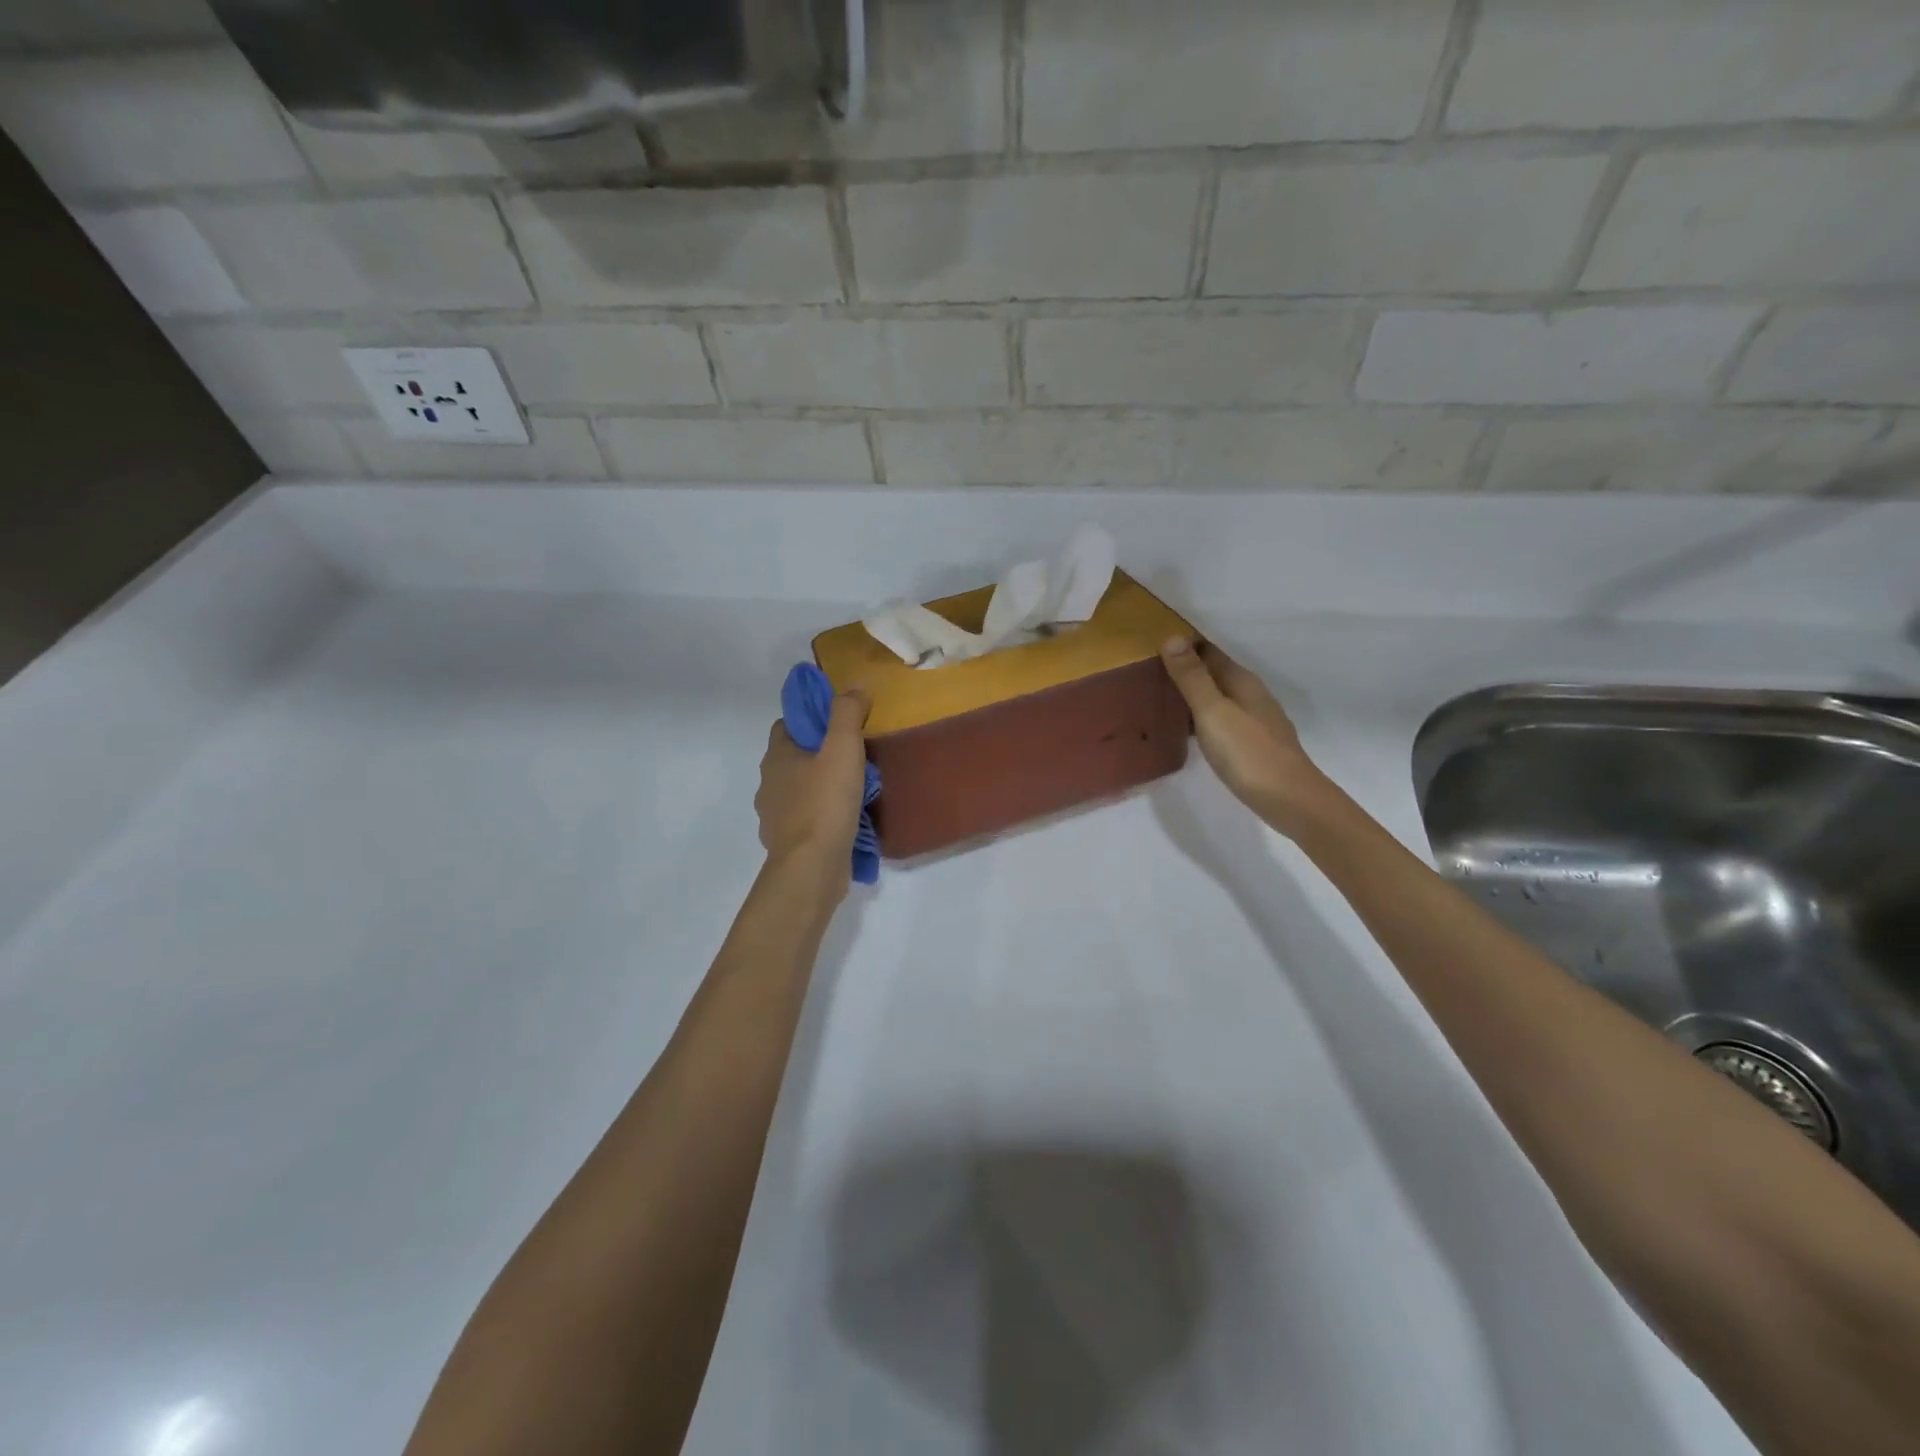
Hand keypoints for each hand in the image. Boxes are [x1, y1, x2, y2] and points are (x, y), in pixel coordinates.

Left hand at [755, 691, 870, 874]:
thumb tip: (854, 688)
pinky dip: (820, 816)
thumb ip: (847, 713)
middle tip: (851, 758)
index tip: (837, 725)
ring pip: (798, 791)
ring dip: (818, 788)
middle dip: (817, 755)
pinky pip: (804, 820)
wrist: (812, 867)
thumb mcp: (843, 748)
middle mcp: (768, 783)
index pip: (786, 726)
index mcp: (776, 757)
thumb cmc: (825, 802)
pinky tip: (843, 821)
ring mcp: (774, 816)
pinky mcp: (786, 843)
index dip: (809, 721)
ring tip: (851, 791)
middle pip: (792, 759)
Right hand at [1160, 638, 1329, 835]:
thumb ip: (1192, 678)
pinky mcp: (1255, 745)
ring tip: (1163, 699)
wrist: (1290, 800)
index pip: (1210, 652)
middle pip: (1216, 674)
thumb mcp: (1213, 712)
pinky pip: (1224, 720)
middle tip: (1149, 673)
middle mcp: (1253, 695)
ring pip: (1221, 697)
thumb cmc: (1248, 753)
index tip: (1153, 646)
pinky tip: (1191, 731)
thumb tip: (1173, 637)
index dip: (1185, 646)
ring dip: (1196, 695)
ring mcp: (1257, 721)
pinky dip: (1205, 717)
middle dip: (1188, 670)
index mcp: (1242, 682)